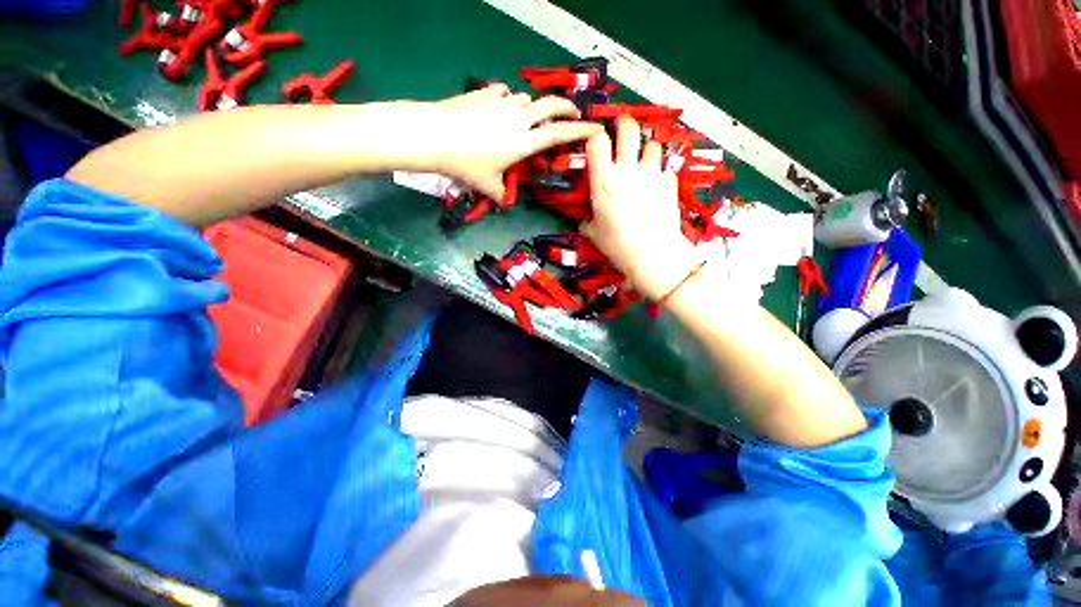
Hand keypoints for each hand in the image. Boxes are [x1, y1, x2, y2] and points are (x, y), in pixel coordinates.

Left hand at [422, 84, 601, 200]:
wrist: (434, 135)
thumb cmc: (466, 164)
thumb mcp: (487, 186)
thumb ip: (501, 195)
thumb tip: (506, 204)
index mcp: (524, 142)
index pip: (560, 133)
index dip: (580, 130)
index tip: (595, 128)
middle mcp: (519, 118)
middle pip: (552, 105)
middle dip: (567, 107)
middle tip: (573, 114)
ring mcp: (503, 101)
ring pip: (528, 99)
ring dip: (535, 107)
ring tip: (530, 118)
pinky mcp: (486, 92)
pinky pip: (506, 94)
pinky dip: (510, 101)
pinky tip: (501, 109)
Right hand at [582, 116, 699, 300]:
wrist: (650, 252)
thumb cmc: (616, 243)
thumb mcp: (594, 233)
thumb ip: (587, 222)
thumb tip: (583, 222)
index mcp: (604, 179)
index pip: (597, 140)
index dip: (595, 135)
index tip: (596, 140)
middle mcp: (627, 169)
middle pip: (629, 128)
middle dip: (625, 124)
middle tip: (622, 130)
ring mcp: (651, 173)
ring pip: (652, 145)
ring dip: (647, 150)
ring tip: (644, 162)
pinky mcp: (669, 183)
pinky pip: (666, 170)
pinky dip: (661, 175)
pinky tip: (659, 187)